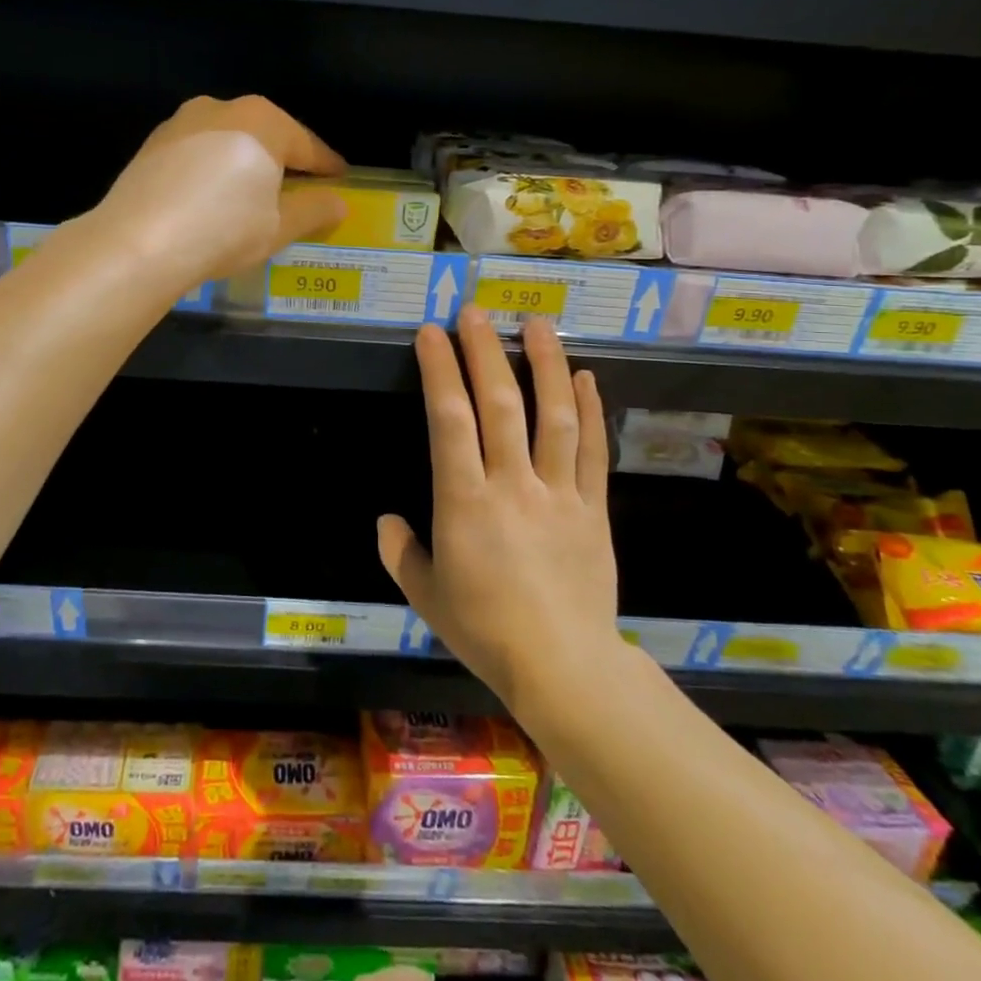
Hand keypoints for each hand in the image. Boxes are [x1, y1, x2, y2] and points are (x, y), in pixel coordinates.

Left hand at [93, 96, 347, 293]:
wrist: (138, 242)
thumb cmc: (223, 230)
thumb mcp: (278, 227)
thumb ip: (314, 210)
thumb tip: (339, 203)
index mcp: (263, 121)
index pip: (307, 145)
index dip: (326, 166)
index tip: (340, 178)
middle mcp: (223, 108)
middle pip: (267, 135)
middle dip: (285, 160)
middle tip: (300, 187)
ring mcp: (182, 122)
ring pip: (229, 140)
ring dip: (246, 163)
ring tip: (254, 194)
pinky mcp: (153, 144)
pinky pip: (199, 153)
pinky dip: (214, 170)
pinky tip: (213, 197)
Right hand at [378, 308, 619, 711]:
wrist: (564, 669)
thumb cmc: (486, 631)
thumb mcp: (426, 596)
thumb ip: (400, 553)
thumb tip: (386, 521)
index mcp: (464, 503)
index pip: (450, 420)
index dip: (440, 371)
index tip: (432, 333)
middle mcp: (512, 485)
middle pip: (501, 405)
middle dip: (486, 352)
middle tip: (476, 311)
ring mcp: (558, 493)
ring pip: (554, 416)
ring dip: (547, 365)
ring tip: (538, 323)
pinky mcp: (594, 508)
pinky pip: (592, 451)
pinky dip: (591, 410)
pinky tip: (587, 378)